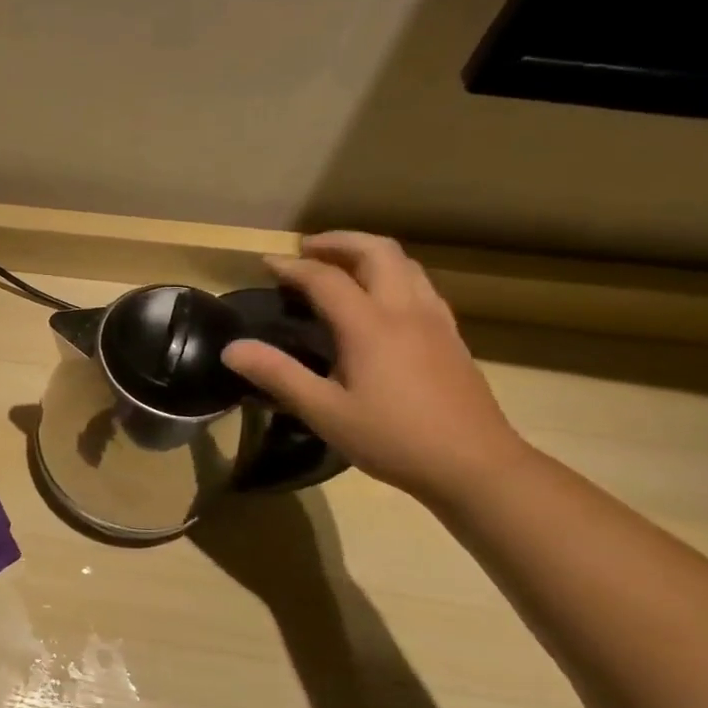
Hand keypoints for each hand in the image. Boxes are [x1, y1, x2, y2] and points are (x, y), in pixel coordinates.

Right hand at [219, 232, 529, 501]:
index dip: (292, 267)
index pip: (326, 279)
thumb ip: (277, 375)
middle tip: (306, 250)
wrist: (476, 465)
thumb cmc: (393, 439)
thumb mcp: (324, 412)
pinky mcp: (451, 335)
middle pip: (376, 251)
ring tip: (339, 265)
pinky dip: (391, 273)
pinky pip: (419, 284)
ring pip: (405, 263)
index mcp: (370, 326)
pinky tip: (378, 299)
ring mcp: (435, 320)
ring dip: (367, 253)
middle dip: (338, 242)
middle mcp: (405, 310)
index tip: (266, 264)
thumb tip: (231, 348)